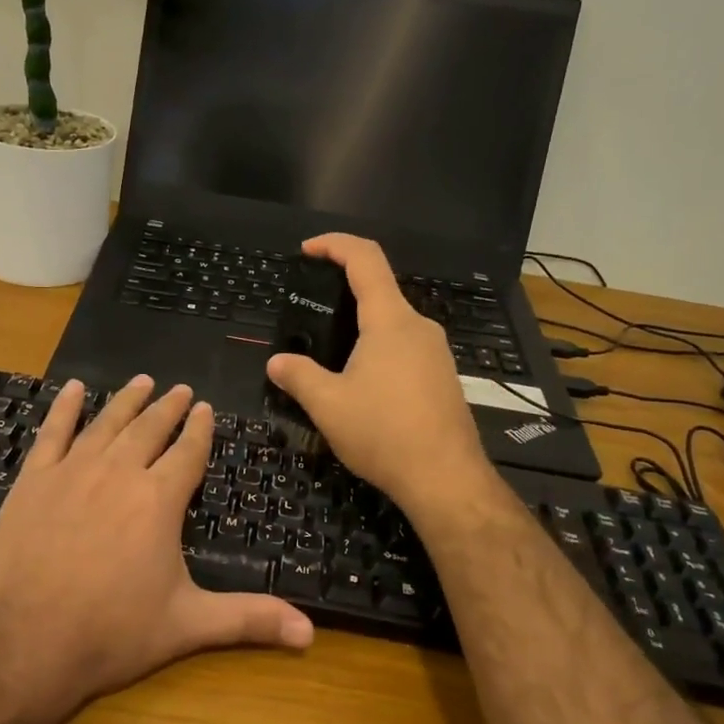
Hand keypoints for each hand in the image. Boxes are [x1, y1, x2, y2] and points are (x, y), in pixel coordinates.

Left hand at [0, 376, 313, 711]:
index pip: (188, 452)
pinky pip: (52, 433)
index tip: (206, 408)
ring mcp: (72, 471)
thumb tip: (310, 633)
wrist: (23, 642)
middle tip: (180, 389)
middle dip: (168, 408)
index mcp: (159, 500)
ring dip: (126, 400)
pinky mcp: (32, 480)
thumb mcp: (188, 625)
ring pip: (106, 423)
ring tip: (142, 382)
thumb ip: (249, 620)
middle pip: (149, 429)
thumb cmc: (111, 633)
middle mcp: (119, 473)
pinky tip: (71, 389)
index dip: (200, 430)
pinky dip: (63, 408)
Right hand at [265, 234, 492, 520]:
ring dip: (361, 328)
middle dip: (343, 293)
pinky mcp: (443, 377)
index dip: (335, 244)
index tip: (307, 250)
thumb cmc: (384, 434)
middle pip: (380, 291)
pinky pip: (406, 348)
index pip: (365, 259)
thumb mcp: (328, 405)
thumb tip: (276, 363)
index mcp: (390, 321)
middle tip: (310, 315)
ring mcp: (437, 352)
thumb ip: (299, 377)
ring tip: (331, 356)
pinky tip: (363, 385)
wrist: (446, 479)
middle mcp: (419, 327)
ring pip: (393, 323)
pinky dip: (379, 350)